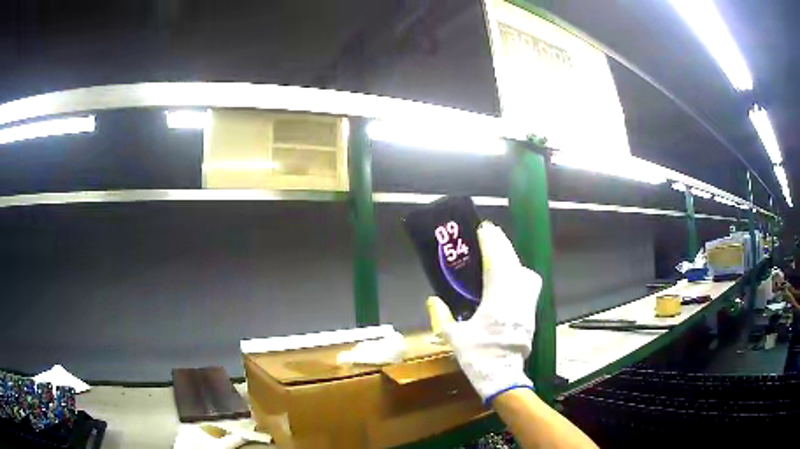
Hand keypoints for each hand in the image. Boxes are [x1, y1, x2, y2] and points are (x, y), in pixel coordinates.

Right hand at [431, 222, 541, 403]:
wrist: (503, 377)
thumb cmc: (479, 356)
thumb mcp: (454, 338)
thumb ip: (442, 317)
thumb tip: (433, 300)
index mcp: (496, 300)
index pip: (496, 263)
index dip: (491, 244)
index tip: (484, 229)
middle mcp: (515, 297)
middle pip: (512, 262)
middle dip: (502, 245)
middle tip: (491, 234)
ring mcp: (526, 305)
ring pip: (525, 272)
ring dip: (513, 258)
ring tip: (500, 254)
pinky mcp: (531, 313)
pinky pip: (529, 284)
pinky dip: (520, 273)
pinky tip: (510, 277)